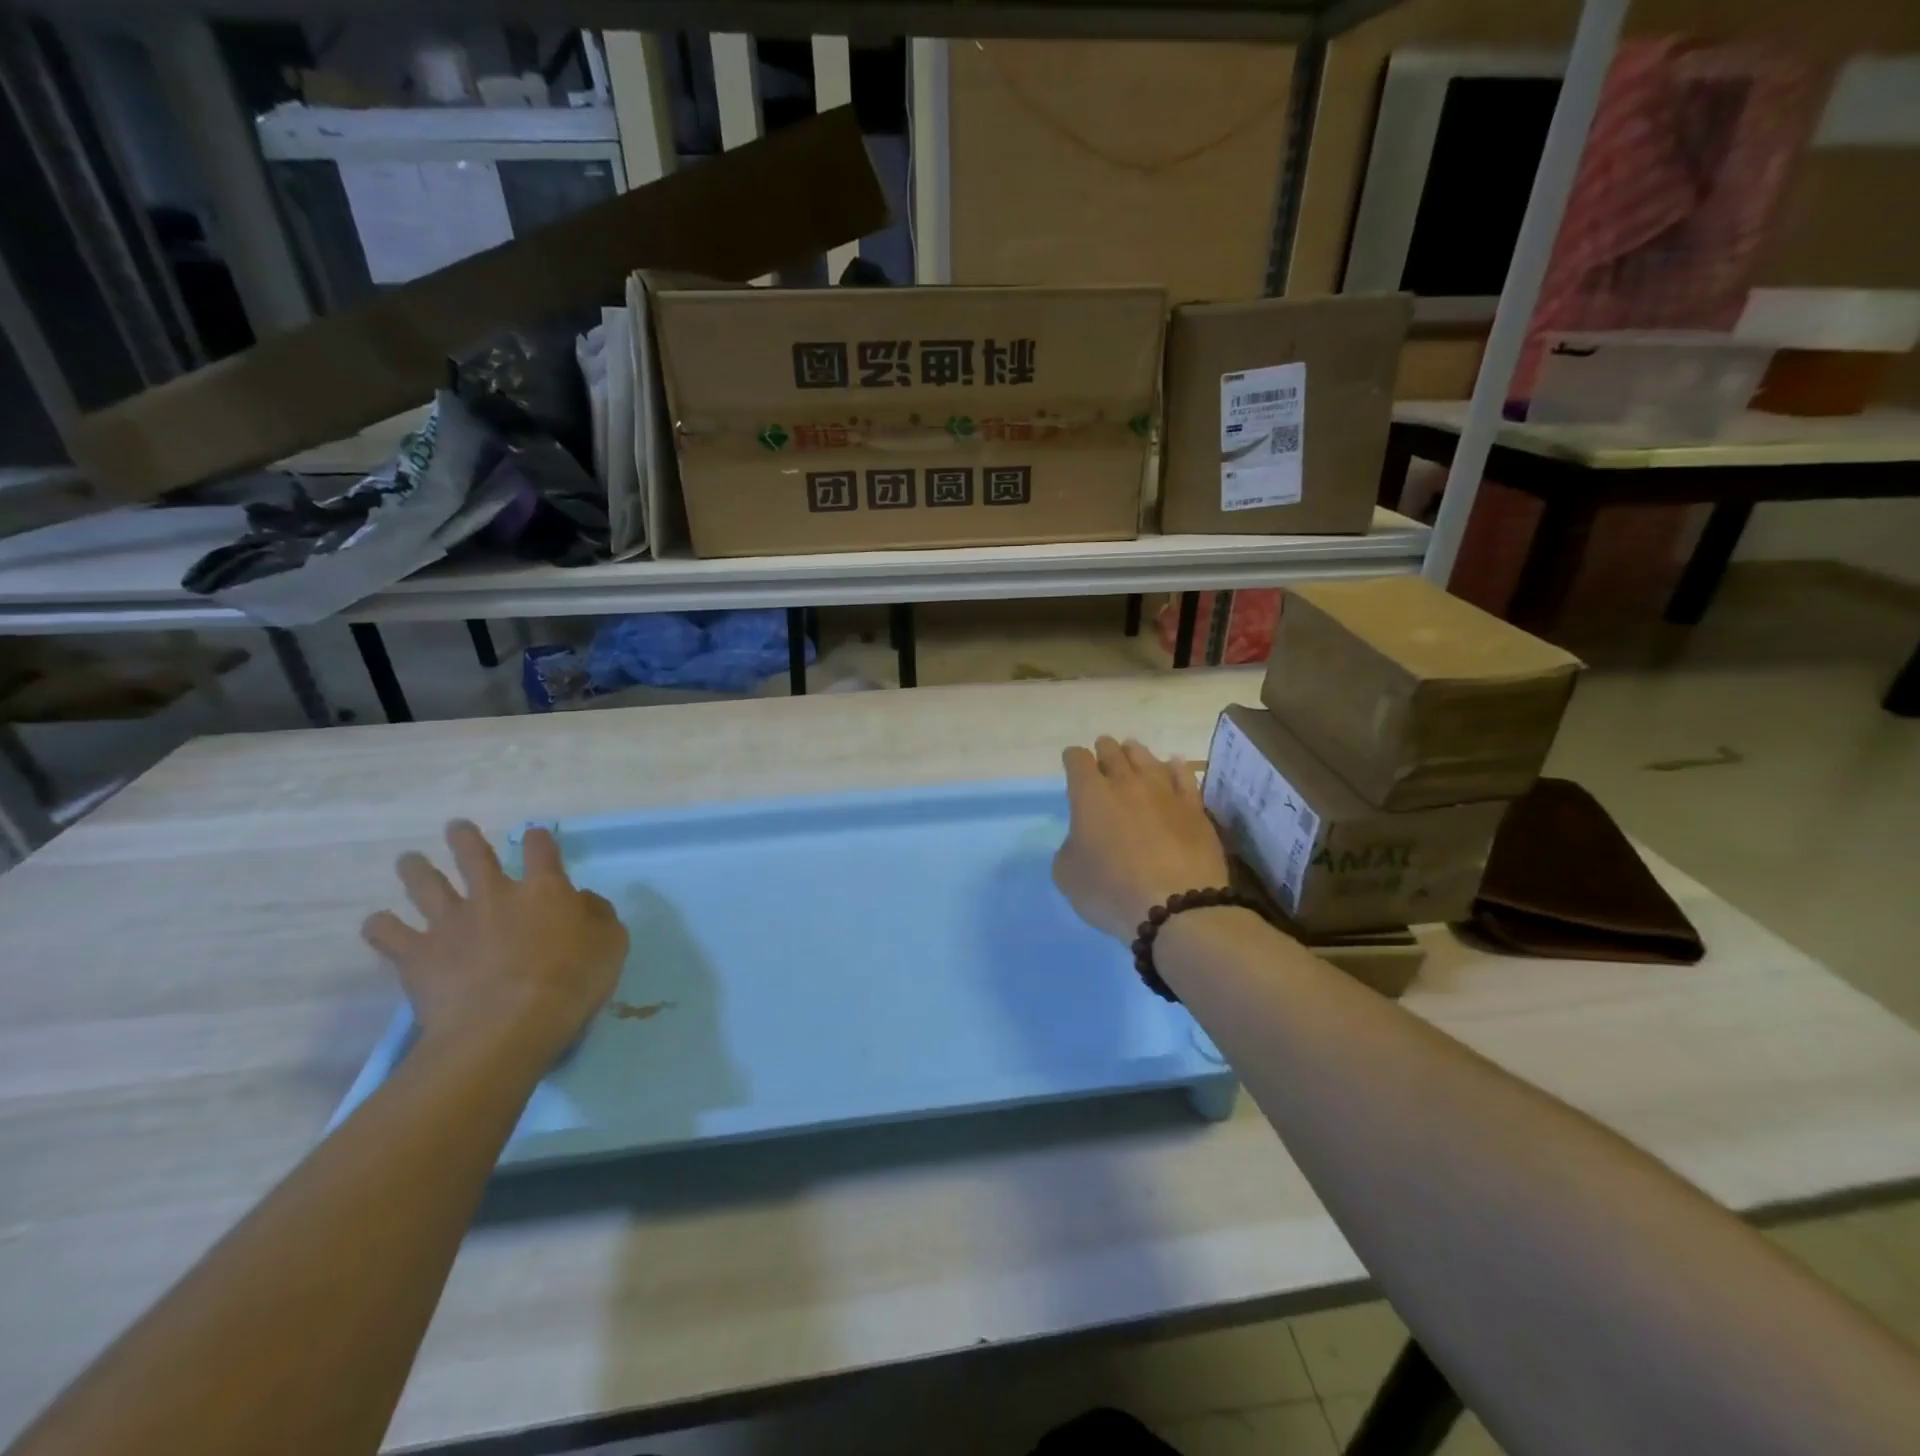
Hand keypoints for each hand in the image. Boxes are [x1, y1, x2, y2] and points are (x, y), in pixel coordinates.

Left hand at [362, 820, 627, 1061]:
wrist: (509, 1025)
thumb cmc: (572, 981)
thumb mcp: (611, 943)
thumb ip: (598, 915)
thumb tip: (582, 900)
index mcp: (544, 889)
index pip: (542, 850)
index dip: (540, 839)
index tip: (537, 837)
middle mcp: (494, 895)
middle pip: (474, 856)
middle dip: (465, 839)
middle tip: (456, 828)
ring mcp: (451, 922)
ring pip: (426, 885)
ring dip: (417, 870)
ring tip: (409, 860)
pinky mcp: (418, 955)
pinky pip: (388, 935)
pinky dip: (382, 927)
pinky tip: (378, 924)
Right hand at [1053, 736, 1230, 942]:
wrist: (1177, 907)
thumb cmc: (1111, 891)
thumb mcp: (1067, 875)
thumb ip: (1070, 847)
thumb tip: (1082, 839)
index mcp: (1089, 794)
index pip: (1077, 760)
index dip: (1072, 759)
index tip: (1072, 763)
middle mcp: (1126, 783)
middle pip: (1113, 752)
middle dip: (1104, 750)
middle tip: (1103, 753)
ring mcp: (1164, 792)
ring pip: (1147, 758)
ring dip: (1135, 753)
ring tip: (1132, 752)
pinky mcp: (1194, 808)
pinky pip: (1183, 776)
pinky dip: (1174, 768)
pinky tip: (1173, 765)